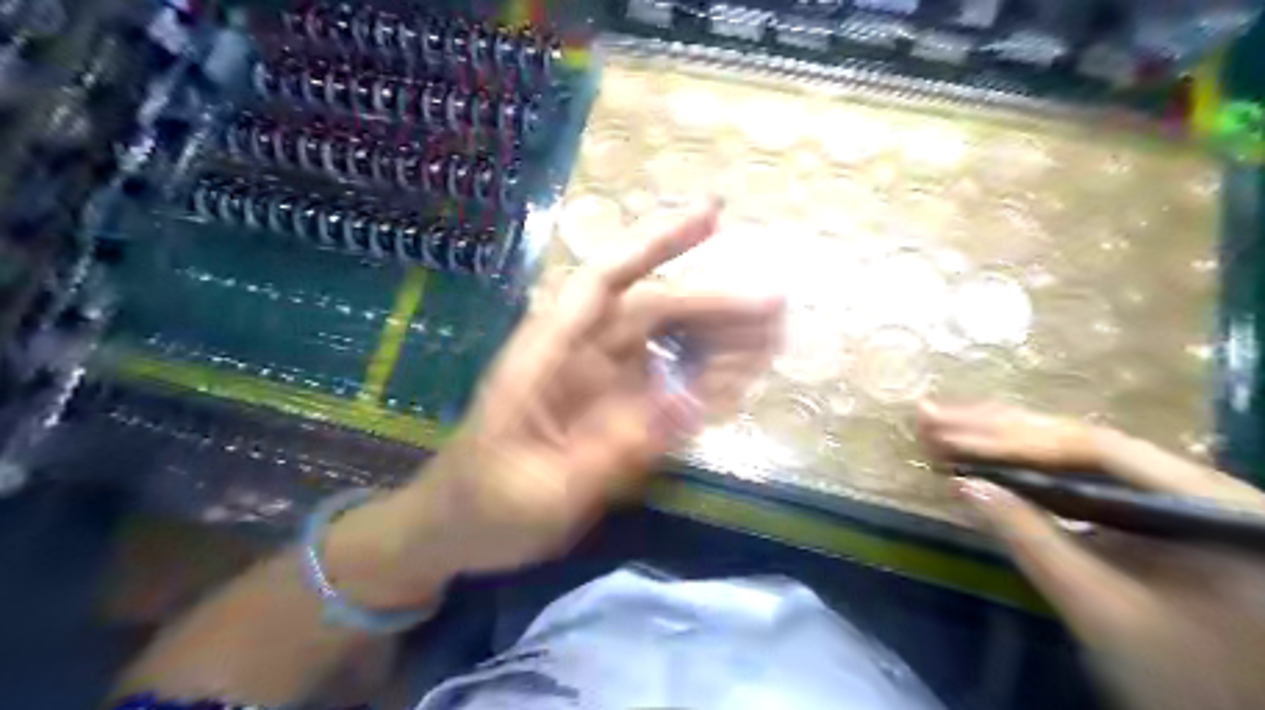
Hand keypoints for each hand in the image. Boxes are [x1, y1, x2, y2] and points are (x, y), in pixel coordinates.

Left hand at [329, 198, 782, 605]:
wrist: (456, 532)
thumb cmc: (485, 507)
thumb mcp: (546, 488)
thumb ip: (615, 446)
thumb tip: (691, 401)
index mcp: (547, 356)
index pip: (607, 281)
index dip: (656, 243)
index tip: (714, 218)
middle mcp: (578, 355)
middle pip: (653, 311)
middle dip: (714, 303)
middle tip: (776, 308)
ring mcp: (600, 383)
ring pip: (665, 344)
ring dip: (716, 339)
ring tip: (770, 341)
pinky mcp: (613, 409)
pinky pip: (664, 383)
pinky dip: (701, 378)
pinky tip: (735, 380)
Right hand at [922, 401, 1264, 709]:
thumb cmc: (1184, 676)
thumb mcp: (1103, 612)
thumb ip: (1032, 542)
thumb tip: (961, 484)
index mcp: (1207, 502)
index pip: (1095, 448)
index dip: (1015, 439)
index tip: (950, 437)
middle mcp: (1191, 482)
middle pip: (1080, 438)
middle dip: (996, 428)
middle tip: (929, 414)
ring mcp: (1166, 492)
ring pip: (1073, 450)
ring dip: (999, 437)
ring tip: (939, 424)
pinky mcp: (1141, 509)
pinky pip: (1074, 472)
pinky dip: (1019, 462)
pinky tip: (977, 450)